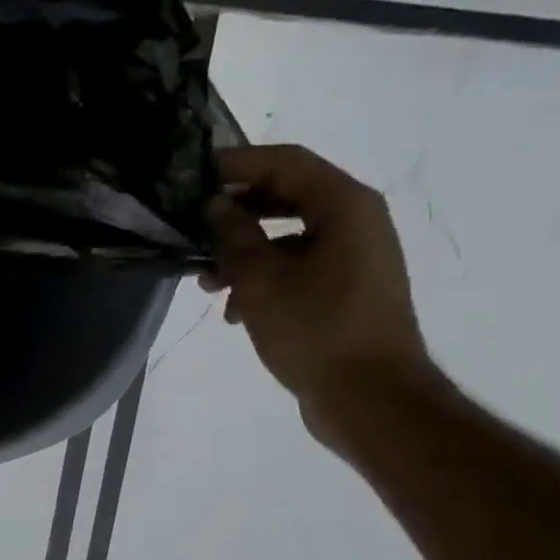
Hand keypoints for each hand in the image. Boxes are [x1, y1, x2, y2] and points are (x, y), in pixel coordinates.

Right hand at [200, 144, 442, 449]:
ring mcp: (352, 256)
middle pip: (285, 195)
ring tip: (204, 280)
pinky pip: (295, 264)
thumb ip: (233, 235)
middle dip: (234, 211)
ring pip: (286, 234)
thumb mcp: (261, 280)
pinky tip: (232, 309)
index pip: (285, 162)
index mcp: (345, 206)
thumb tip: (215, 205)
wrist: (370, 398)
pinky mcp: (343, 287)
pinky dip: (261, 276)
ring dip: (241, 250)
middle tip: (189, 225)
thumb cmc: (316, 331)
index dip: (236, 163)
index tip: (190, 177)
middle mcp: (355, 221)